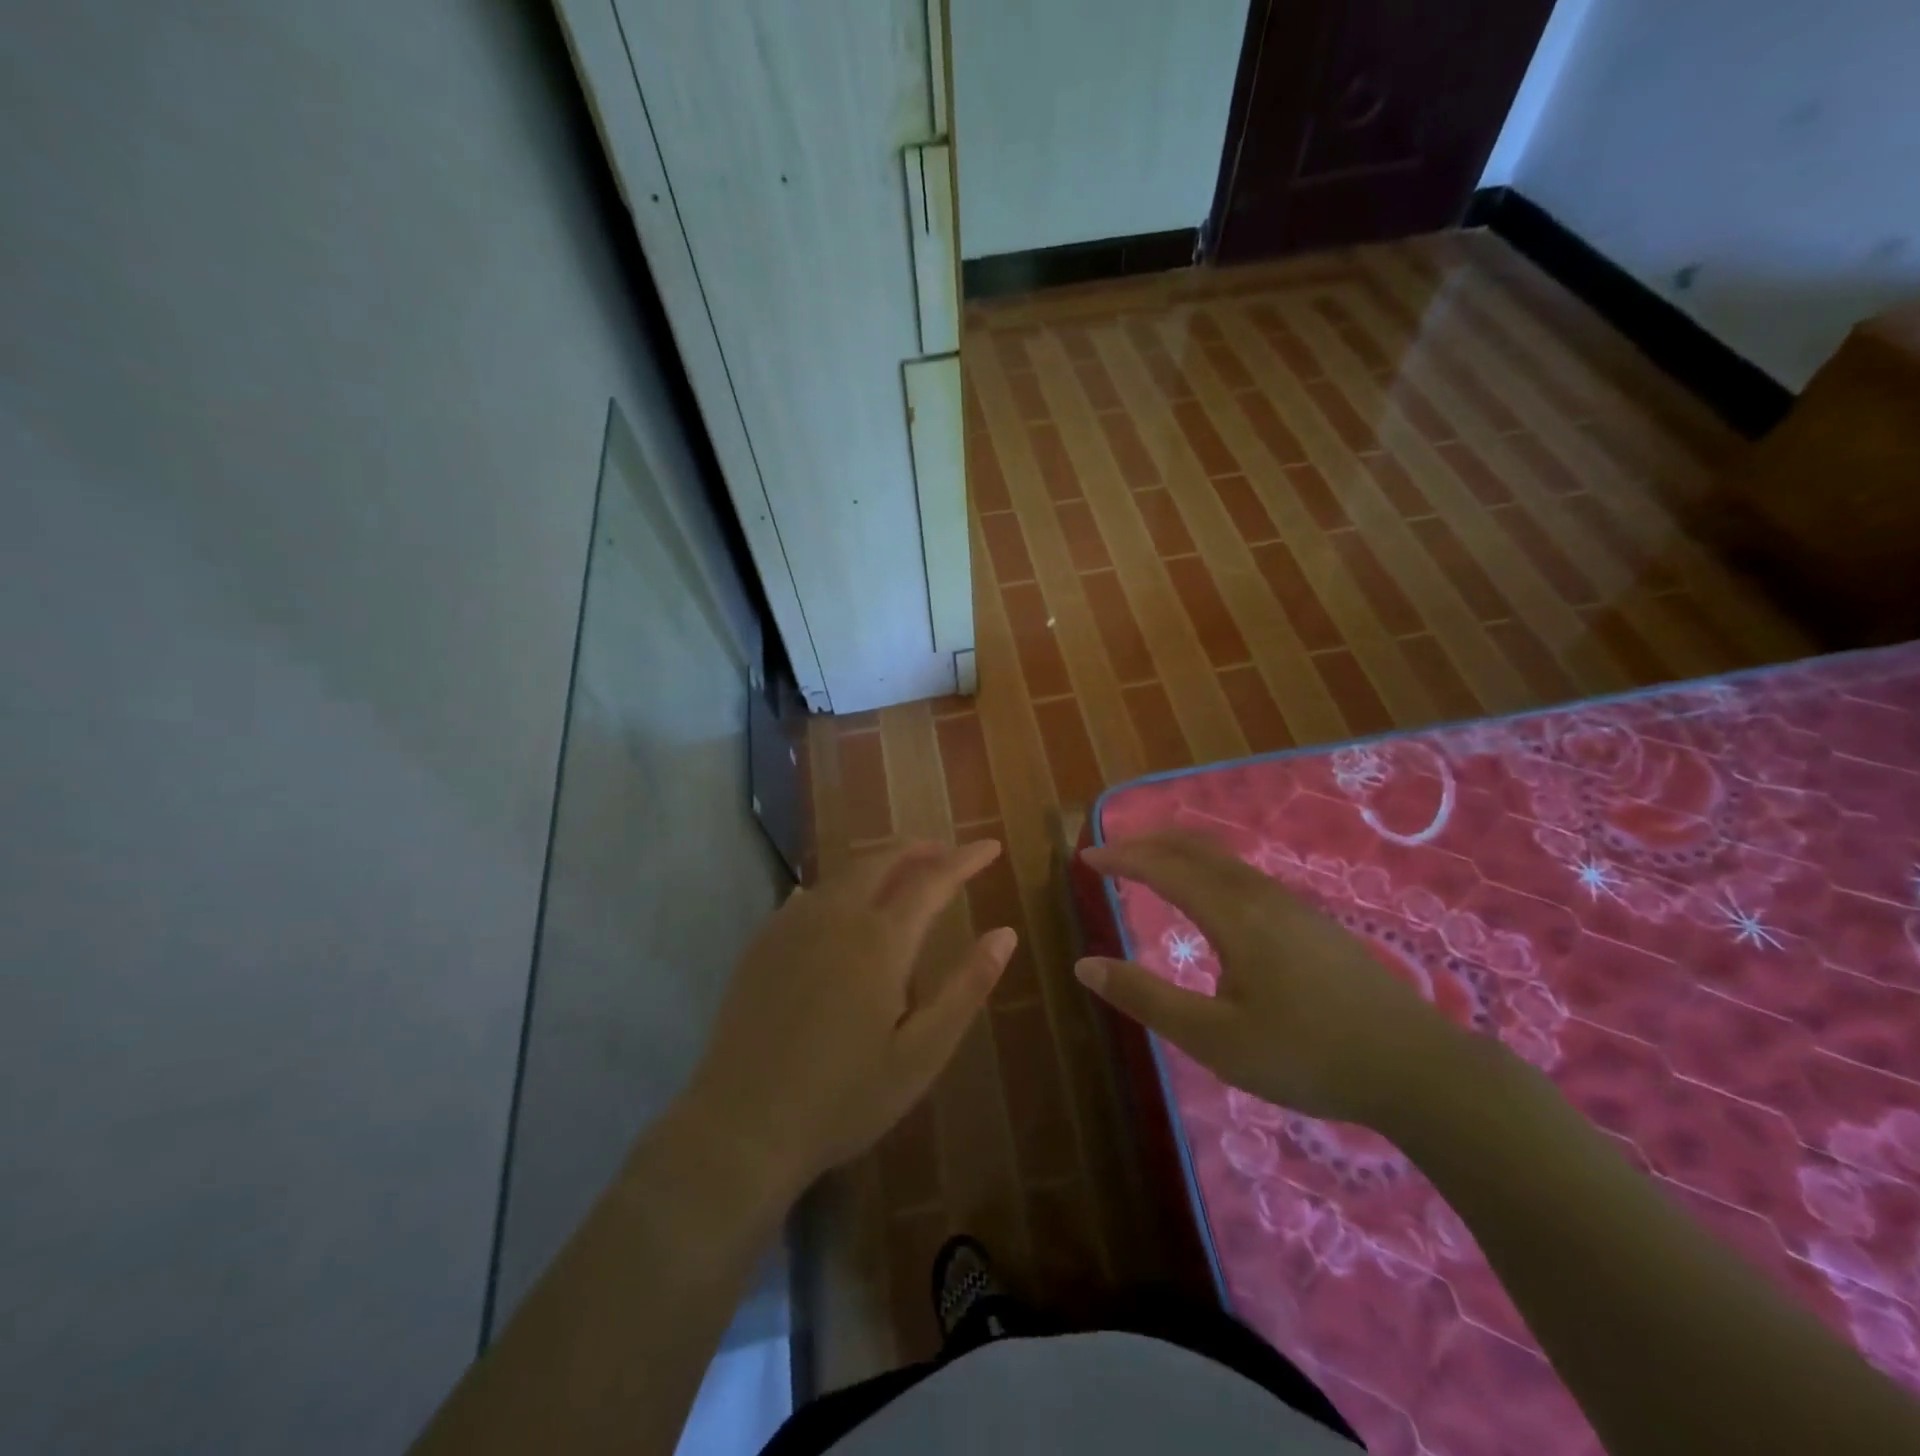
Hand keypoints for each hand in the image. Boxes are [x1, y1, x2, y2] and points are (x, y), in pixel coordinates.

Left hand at [684, 840, 1015, 1200]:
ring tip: (903, 872)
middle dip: (920, 849)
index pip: (932, 880)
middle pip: (882, 861)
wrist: (742, 1127)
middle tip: (946, 851)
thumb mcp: (922, 1053)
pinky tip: (841, 902)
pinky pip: (810, 894)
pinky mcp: (762, 943)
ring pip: (844, 873)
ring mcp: (792, 926)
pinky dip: (840, 885)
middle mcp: (835, 917)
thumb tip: (1005, 934)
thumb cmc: (844, 1098)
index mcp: (880, 940)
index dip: (965, 860)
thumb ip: (966, 988)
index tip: (990, 846)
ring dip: (880, 863)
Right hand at [1077, 831, 1462, 1128]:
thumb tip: (1085, 965)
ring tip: (1151, 863)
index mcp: (1233, 915)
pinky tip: (1211, 896)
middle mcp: (1260, 895)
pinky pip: (1244, 874)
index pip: (1164, 868)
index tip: (1085, 859)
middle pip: (1196, 848)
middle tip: (1111, 850)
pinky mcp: (1312, 923)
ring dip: (1179, 851)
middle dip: (1148, 841)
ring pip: (1224, 858)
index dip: (1121, 859)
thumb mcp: (1215, 1039)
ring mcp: (1292, 906)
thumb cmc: (1307, 1055)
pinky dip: (1207, 867)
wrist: (1417, 1069)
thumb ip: (1147, 999)